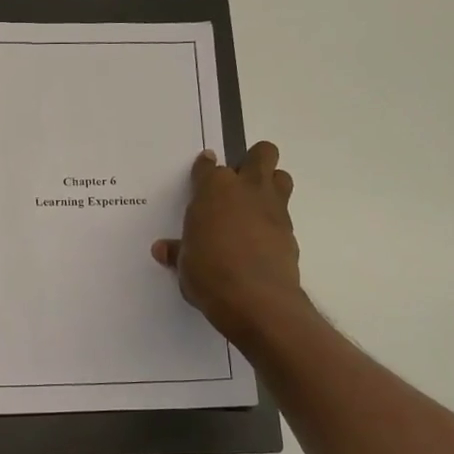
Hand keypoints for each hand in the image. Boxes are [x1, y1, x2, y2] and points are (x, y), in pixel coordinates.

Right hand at [153, 142, 303, 345]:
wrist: (256, 300)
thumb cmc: (209, 274)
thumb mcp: (185, 264)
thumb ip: (178, 251)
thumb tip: (163, 249)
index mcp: (213, 190)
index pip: (208, 166)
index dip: (204, 168)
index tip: (202, 172)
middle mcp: (246, 189)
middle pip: (261, 153)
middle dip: (252, 160)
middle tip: (237, 184)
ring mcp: (273, 208)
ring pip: (281, 176)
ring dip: (269, 184)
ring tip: (253, 206)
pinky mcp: (290, 230)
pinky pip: (284, 213)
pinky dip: (273, 221)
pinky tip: (260, 240)